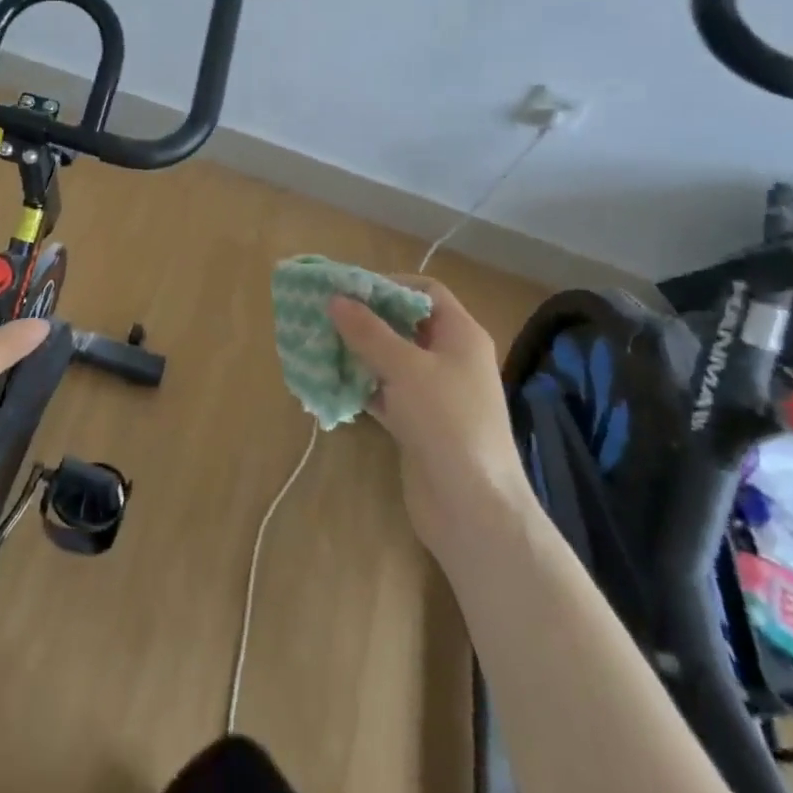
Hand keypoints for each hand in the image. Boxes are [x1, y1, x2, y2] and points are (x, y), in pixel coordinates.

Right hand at [327, 277, 530, 549]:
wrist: (473, 507)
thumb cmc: (447, 422)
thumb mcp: (405, 368)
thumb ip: (368, 331)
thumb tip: (335, 299)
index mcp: (461, 336)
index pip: (426, 292)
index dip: (388, 284)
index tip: (348, 289)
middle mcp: (450, 359)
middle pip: (404, 324)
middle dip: (365, 318)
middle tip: (324, 314)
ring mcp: (436, 394)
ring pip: (391, 359)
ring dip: (358, 351)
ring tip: (319, 344)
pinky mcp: (419, 423)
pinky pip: (385, 392)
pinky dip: (361, 385)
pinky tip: (330, 381)